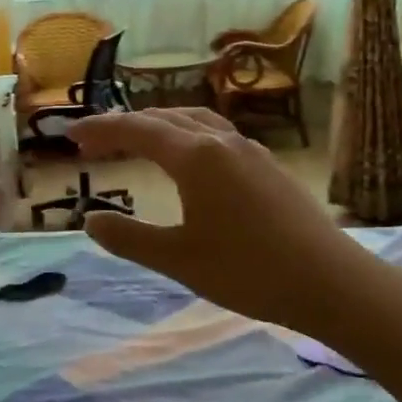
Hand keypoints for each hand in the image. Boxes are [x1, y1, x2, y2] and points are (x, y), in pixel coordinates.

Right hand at [64, 108, 361, 334]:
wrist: (331, 282)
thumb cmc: (248, 271)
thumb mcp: (177, 260)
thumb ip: (129, 238)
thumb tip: (90, 220)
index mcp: (196, 157)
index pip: (137, 130)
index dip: (101, 130)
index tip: (71, 137)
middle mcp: (222, 142)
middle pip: (165, 118)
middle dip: (125, 125)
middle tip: (93, 142)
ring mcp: (250, 151)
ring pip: (195, 121)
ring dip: (159, 125)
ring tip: (136, 140)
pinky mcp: (269, 167)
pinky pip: (216, 134)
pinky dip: (187, 135)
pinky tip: (189, 159)